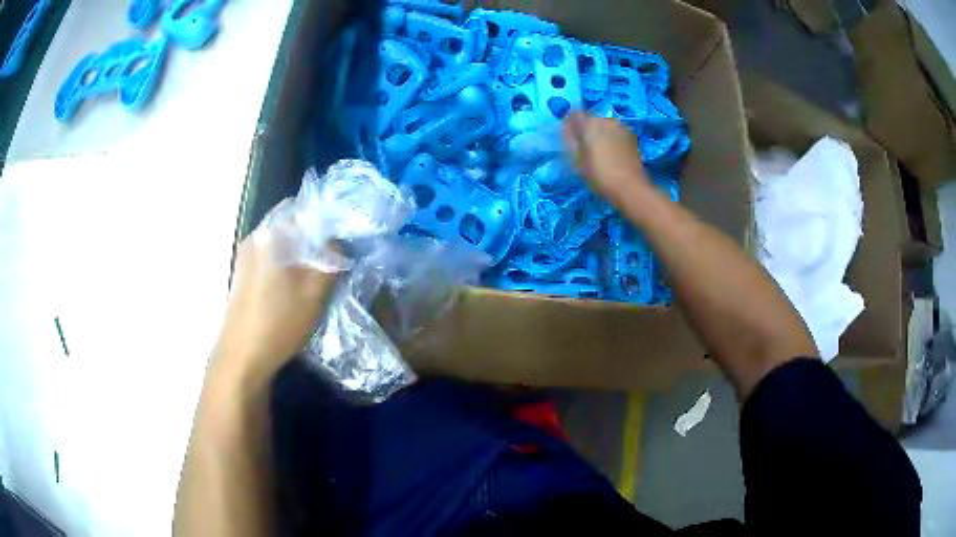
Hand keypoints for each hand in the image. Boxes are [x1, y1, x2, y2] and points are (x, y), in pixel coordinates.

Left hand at [212, 233, 338, 386]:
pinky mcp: (242, 274)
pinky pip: (270, 259)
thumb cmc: (279, 322)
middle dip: (313, 240)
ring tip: (316, 276)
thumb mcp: (315, 293)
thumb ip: (331, 261)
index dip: (325, 222)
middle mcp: (254, 237)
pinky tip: (294, 289)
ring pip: (280, 245)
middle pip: (290, 227)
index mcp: (271, 234)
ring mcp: (245, 256)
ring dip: (299, 255)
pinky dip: (285, 266)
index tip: (340, 241)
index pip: (303, 210)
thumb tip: (337, 242)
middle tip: (332, 260)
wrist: (241, 356)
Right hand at [563, 112, 653, 206]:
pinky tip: (611, 155)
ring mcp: (621, 127)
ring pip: (604, 125)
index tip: (568, 137)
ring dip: (600, 134)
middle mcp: (606, 120)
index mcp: (590, 122)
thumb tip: (566, 127)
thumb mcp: (576, 159)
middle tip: (583, 147)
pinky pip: (615, 133)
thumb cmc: (599, 174)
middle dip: (586, 129)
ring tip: (598, 153)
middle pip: (591, 119)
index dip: (570, 124)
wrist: (630, 187)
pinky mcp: (632, 137)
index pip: (574, 113)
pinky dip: (611, 139)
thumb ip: (569, 139)